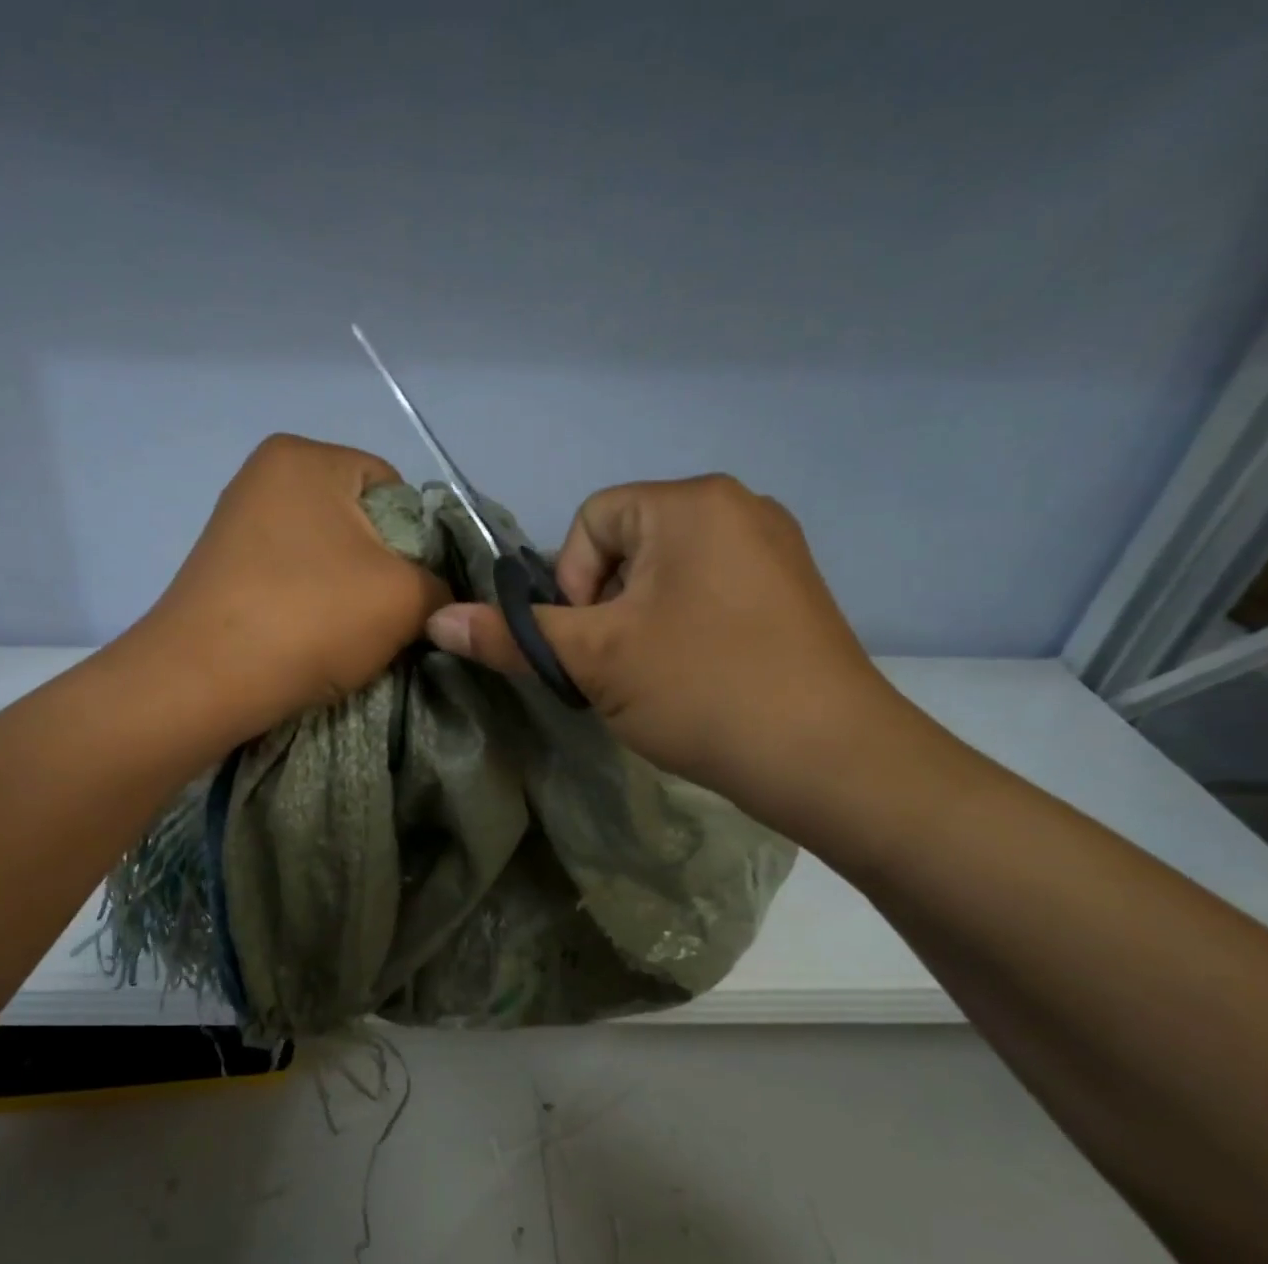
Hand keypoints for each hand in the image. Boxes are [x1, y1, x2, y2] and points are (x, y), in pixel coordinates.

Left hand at [135, 434, 449, 742]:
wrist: (203, 682)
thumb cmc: (310, 619)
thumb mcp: (405, 598)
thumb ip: (442, 587)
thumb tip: (438, 598)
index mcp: (306, 456)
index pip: (395, 490)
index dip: (418, 544)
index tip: (411, 593)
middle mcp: (265, 475)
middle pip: (359, 522)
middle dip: (382, 570)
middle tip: (384, 620)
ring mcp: (236, 521)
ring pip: (326, 556)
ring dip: (347, 594)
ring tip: (346, 637)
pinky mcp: (221, 567)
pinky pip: (291, 578)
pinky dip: (310, 606)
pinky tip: (310, 640)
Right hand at [425, 474, 915, 837]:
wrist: (829, 758)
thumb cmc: (703, 689)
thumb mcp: (595, 661)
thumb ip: (513, 636)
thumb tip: (438, 620)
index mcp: (691, 502)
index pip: (591, 520)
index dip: (571, 582)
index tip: (591, 643)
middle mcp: (738, 507)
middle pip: (628, 546)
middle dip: (605, 607)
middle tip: (618, 668)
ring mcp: (773, 549)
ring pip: (667, 575)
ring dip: (639, 623)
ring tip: (655, 678)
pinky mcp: (791, 593)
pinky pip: (709, 593)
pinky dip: (682, 629)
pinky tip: (694, 678)